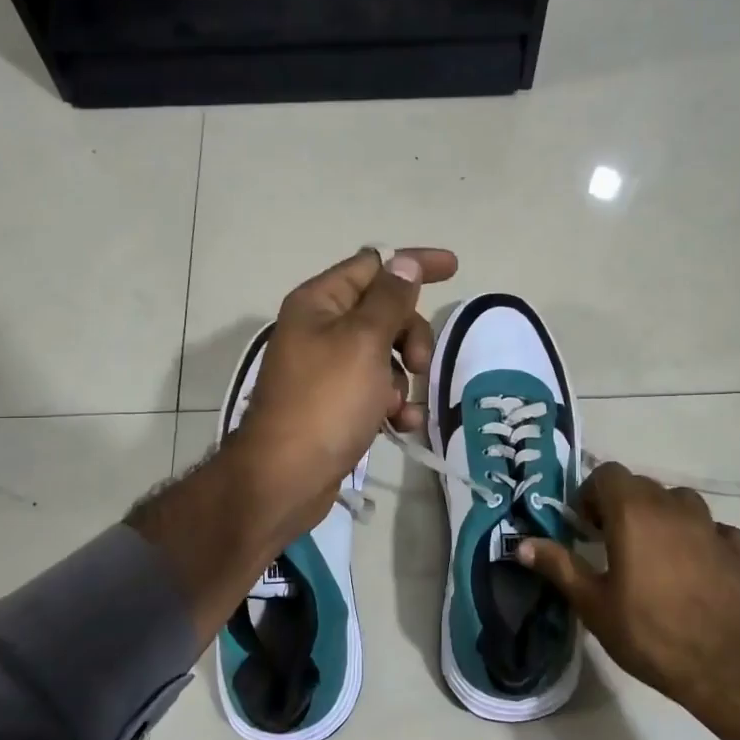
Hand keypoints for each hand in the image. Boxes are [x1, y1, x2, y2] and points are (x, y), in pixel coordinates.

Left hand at [233, 246, 457, 539]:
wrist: (286, 477)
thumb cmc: (325, 401)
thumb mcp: (363, 342)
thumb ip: (390, 299)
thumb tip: (405, 261)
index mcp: (319, 303)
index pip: (373, 264)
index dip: (413, 264)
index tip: (454, 267)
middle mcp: (320, 329)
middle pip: (383, 312)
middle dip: (410, 334)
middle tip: (418, 363)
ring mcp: (328, 369)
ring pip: (385, 355)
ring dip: (403, 377)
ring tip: (399, 406)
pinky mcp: (336, 404)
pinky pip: (375, 390)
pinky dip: (393, 404)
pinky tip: (401, 425)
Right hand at [519, 463, 739, 739]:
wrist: (726, 667)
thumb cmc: (649, 632)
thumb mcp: (593, 604)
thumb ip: (558, 566)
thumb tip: (520, 544)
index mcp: (634, 513)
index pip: (608, 473)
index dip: (591, 494)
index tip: (586, 528)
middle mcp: (674, 507)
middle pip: (641, 486)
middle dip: (621, 505)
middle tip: (611, 543)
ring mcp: (711, 526)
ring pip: (679, 502)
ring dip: (661, 516)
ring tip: (653, 553)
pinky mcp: (739, 549)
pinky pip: (713, 529)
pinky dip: (698, 538)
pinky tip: (694, 568)